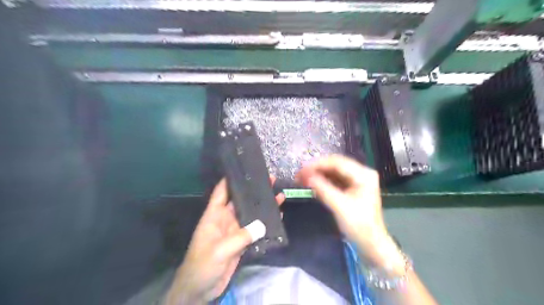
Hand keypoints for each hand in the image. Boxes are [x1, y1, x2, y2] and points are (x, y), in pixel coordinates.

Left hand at [165, 178, 284, 303]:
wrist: (200, 290)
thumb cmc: (203, 265)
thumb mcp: (220, 250)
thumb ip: (241, 237)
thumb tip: (263, 224)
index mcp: (214, 216)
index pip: (221, 192)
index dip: (231, 180)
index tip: (245, 170)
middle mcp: (225, 219)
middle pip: (241, 201)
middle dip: (254, 191)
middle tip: (270, 180)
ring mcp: (234, 231)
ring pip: (251, 215)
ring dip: (263, 207)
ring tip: (279, 195)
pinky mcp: (241, 242)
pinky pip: (255, 230)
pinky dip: (266, 224)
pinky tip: (278, 218)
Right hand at [297, 156, 398, 267]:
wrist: (371, 244)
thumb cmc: (359, 226)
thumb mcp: (339, 206)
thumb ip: (323, 189)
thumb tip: (306, 176)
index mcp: (363, 174)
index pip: (337, 162)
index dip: (318, 165)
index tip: (301, 170)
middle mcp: (361, 173)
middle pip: (335, 165)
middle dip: (316, 168)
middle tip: (299, 174)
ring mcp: (357, 180)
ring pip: (333, 171)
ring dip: (318, 174)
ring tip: (302, 178)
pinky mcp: (352, 187)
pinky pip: (334, 179)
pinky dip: (323, 181)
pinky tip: (312, 183)